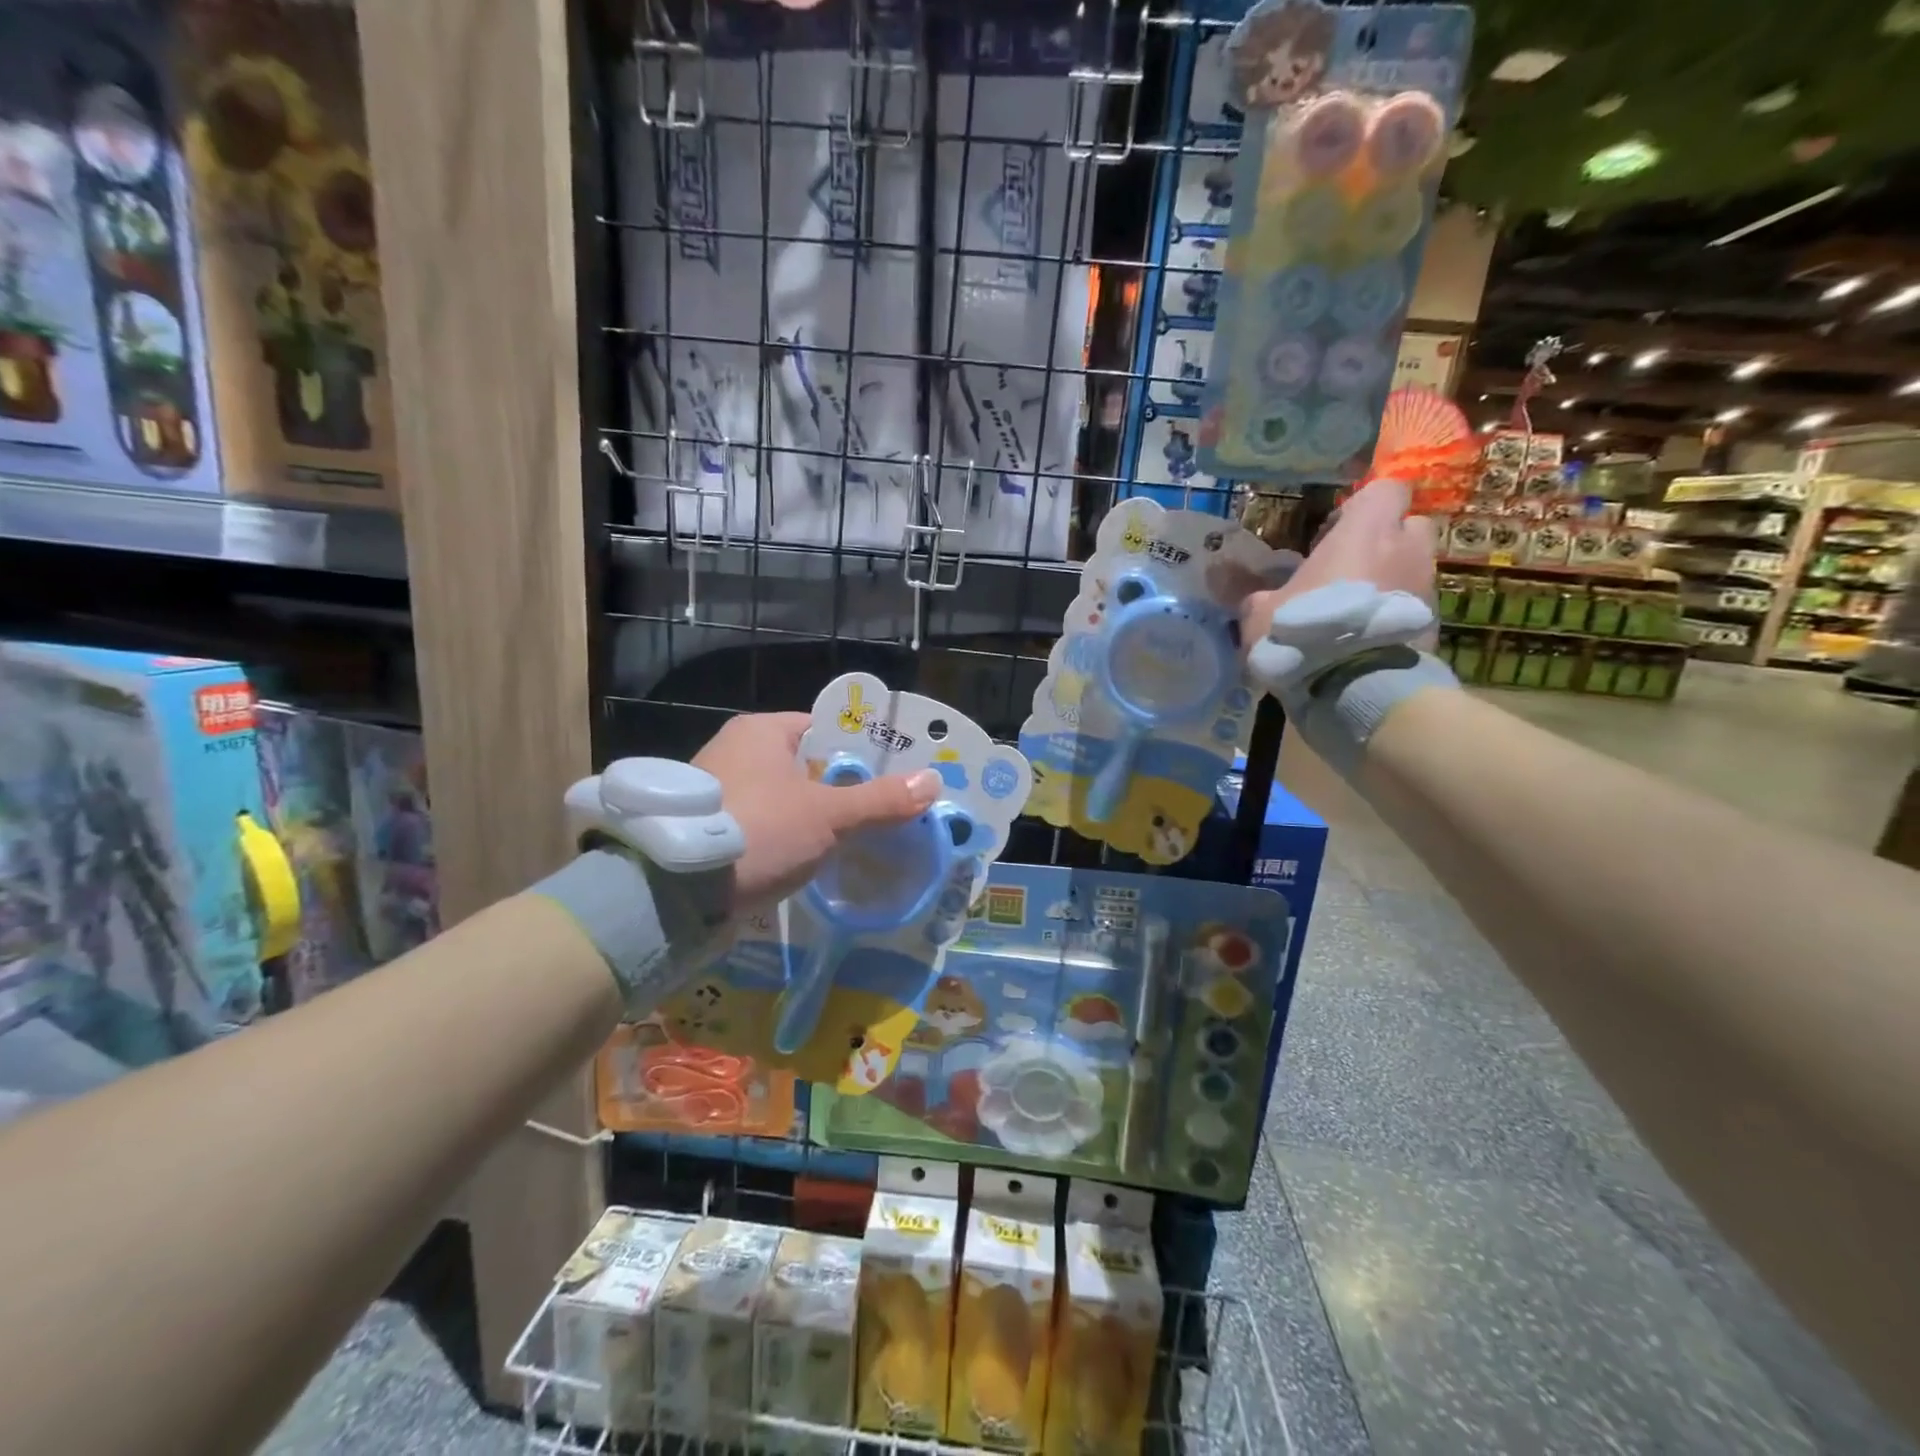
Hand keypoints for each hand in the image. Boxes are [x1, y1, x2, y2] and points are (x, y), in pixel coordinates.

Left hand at [692, 712, 939, 909]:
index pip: (823, 729)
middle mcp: (734, 750)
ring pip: (783, 797)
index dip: (860, 750)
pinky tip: (810, 857)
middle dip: (840, 788)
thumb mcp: (827, 815)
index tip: (891, 775)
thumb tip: (932, 782)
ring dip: (813, 816)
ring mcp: (717, 790)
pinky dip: (786, 836)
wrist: (673, 891)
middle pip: (805, 764)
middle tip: (880, 809)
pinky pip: (762, 823)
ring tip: (854, 836)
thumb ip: (879, 800)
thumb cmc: (759, 830)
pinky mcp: (708, 828)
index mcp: (761, 731)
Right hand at [1236, 478, 1437, 651]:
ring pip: (1411, 567)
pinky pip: (1413, 605)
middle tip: (1348, 569)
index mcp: (1365, 532)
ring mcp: (1425, 586)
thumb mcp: (1260, 614)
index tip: (1333, 533)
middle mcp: (1405, 549)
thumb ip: (1258, 596)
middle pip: (1407, 526)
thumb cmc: (1306, 632)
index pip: (1385, 489)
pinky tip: (1365, 639)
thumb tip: (1243, 590)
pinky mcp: (1434, 622)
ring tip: (1353, 611)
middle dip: (1384, 541)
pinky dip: (1394, 614)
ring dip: (1389, 580)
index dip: (1362, 507)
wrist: (1358, 685)